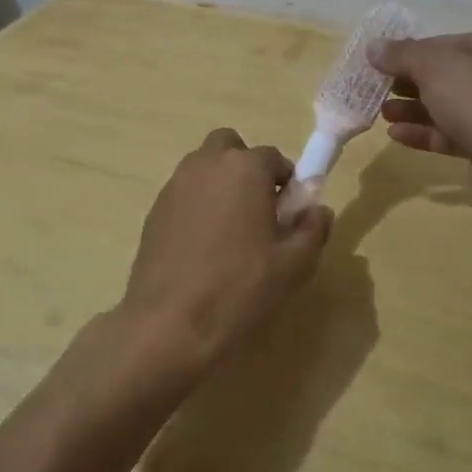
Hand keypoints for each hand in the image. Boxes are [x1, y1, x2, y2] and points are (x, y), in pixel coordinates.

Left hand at [115, 129, 332, 387]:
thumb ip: (313, 229)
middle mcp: (206, 165)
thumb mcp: (294, 265)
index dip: (287, 184)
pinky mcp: (154, 211)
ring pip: (203, 169)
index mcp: (245, 168)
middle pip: (230, 148)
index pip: (274, 158)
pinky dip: (197, 207)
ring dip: (220, 185)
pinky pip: (184, 195)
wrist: (169, 323)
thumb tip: (317, 210)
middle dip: (246, 169)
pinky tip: (202, 249)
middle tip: (258, 212)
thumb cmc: (240, 288)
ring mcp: (174, 186)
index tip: (290, 216)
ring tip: (230, 233)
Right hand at [371, 30, 471, 199]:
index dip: (411, 52)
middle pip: (446, 76)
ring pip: (447, 107)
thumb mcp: (434, 67)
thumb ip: (402, 55)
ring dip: (413, 110)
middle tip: (377, 89)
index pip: (446, 43)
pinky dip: (424, 133)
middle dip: (409, 84)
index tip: (380, 63)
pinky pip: (451, 134)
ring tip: (382, 113)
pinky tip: (395, 135)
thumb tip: (373, 46)